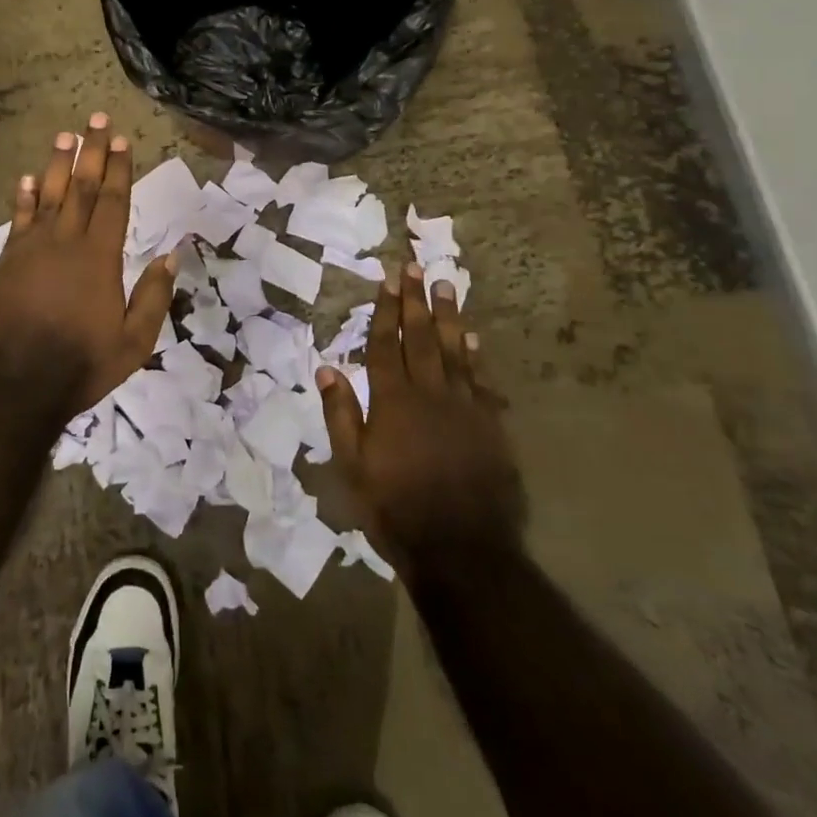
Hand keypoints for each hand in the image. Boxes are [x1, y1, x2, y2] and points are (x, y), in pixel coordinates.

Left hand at [0, 114, 174, 417]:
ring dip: (57, 163)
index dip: (118, 169)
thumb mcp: (134, 342)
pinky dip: (22, 197)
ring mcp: (32, 248)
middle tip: (96, 119)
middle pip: (81, 187)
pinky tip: (26, 178)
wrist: (15, 385)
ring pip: (48, 195)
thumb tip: (173, 254)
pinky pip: (17, 219)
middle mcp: (66, 242)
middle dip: (91, 152)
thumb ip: (153, 295)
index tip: (121, 139)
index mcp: (100, 257)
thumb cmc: (81, 364)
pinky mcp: (6, 260)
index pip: (113, 201)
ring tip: (65, 135)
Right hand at [318, 266, 524, 571]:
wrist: (462, 550)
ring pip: (453, 350)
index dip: (385, 310)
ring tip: (444, 285)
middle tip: (414, 266)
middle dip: (415, 300)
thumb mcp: (352, 466)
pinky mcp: (489, 425)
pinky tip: (471, 336)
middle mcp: (428, 393)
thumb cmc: (396, 507)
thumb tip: (327, 367)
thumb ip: (341, 414)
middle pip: (420, 337)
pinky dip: (475, 355)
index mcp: (392, 401)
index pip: (385, 345)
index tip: (387, 279)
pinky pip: (481, 379)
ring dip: (447, 315)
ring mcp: (463, 407)